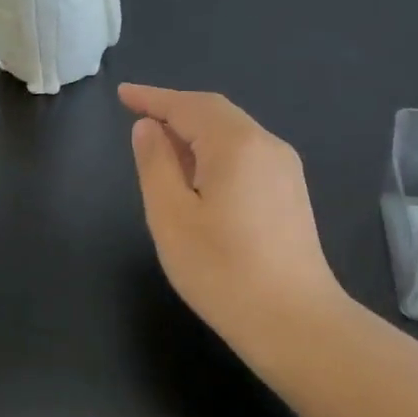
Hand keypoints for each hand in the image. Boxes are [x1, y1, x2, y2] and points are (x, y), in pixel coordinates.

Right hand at [120, 83, 344, 356]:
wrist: (295, 322)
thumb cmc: (222, 270)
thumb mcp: (171, 216)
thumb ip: (156, 164)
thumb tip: (148, 128)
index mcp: (235, 144)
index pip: (187, 105)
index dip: (152, 98)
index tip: (122, 94)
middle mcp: (267, 144)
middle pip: (215, 112)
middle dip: (174, 110)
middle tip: (137, 115)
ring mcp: (285, 169)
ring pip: (233, 132)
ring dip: (195, 131)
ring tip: (161, 145)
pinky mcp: (291, 192)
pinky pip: (246, 154)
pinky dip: (215, 150)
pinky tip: (198, 173)